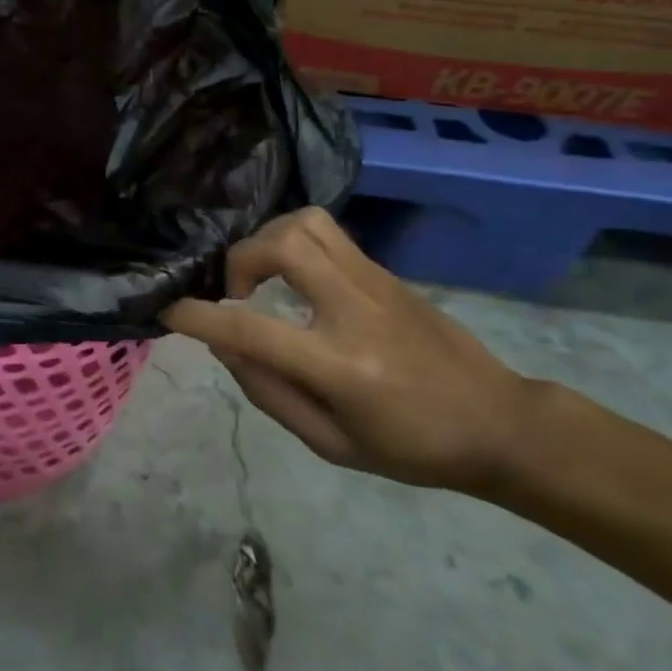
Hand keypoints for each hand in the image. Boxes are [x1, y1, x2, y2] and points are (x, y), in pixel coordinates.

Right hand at [164, 208, 539, 492]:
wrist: (503, 424)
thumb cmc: (415, 448)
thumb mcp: (333, 444)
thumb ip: (269, 394)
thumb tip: (223, 346)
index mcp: (341, 367)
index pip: (252, 330)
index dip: (198, 317)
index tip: (168, 311)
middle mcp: (355, 310)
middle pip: (283, 244)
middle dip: (240, 259)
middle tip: (237, 294)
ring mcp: (375, 282)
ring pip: (306, 222)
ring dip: (268, 240)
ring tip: (263, 278)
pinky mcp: (385, 272)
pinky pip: (327, 232)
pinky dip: (293, 242)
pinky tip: (294, 278)